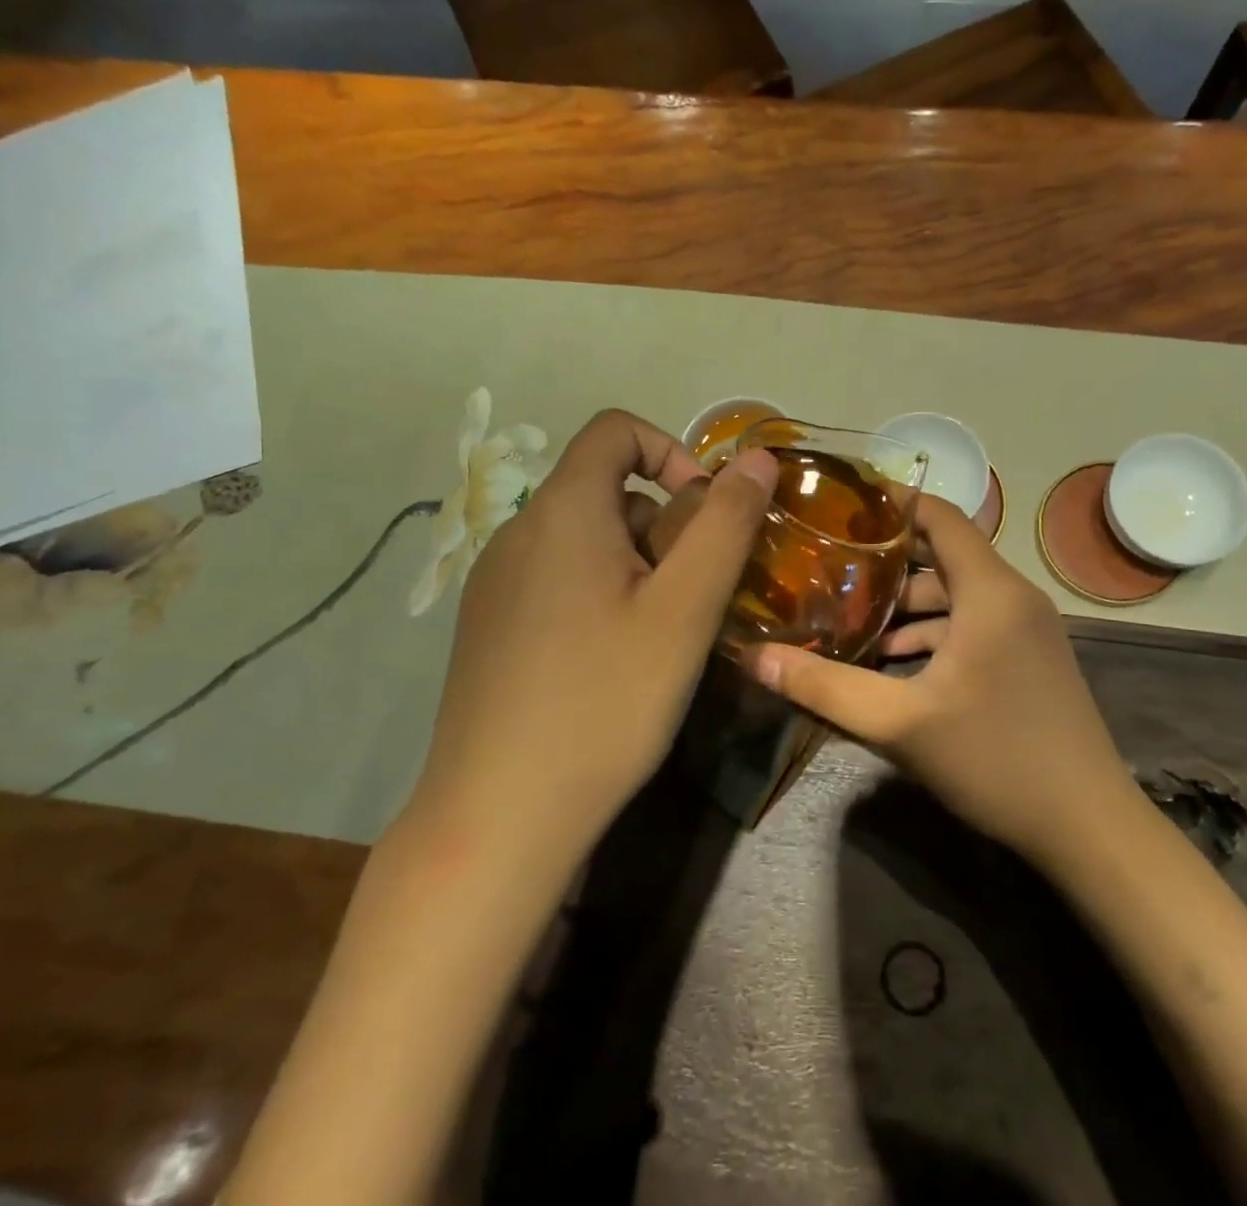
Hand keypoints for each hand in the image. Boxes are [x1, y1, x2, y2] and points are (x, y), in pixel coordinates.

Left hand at [409, 409, 778, 854]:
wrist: (499, 816)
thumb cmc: (605, 701)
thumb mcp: (684, 609)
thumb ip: (725, 524)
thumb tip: (757, 458)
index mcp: (562, 511)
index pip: (615, 430)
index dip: (671, 453)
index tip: (705, 515)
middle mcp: (517, 531)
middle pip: (604, 489)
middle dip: (664, 524)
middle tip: (693, 597)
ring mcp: (495, 581)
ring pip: (583, 538)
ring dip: (635, 563)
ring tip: (660, 635)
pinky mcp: (488, 625)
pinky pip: (556, 578)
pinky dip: (599, 592)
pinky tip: (612, 661)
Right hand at [748, 496, 1133, 865]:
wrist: (1089, 829)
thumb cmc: (996, 760)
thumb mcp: (900, 724)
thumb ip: (825, 687)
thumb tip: (754, 657)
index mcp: (991, 591)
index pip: (940, 516)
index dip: (892, 503)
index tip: (840, 506)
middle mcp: (1012, 597)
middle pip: (941, 556)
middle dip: (884, 562)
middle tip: (827, 567)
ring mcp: (1025, 630)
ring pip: (954, 596)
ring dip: (904, 606)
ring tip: (848, 619)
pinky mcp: (1027, 660)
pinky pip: (971, 626)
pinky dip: (931, 633)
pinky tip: (891, 663)